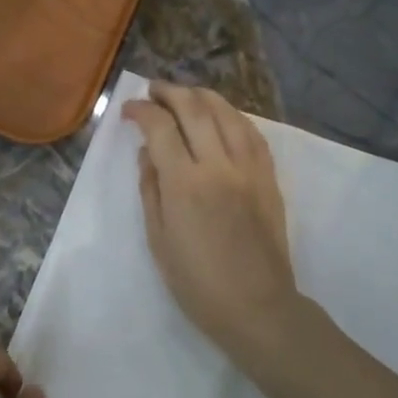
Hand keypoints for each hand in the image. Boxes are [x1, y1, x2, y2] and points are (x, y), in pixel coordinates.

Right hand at [123, 81, 300, 362]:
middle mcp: (218, 165)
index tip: (129, 110)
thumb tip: (147, 153)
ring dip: (203, 96)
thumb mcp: (158, 238)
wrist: (256, 306)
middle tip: (153, 91)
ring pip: (227, 113)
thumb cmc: (196, 282)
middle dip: (170, 93)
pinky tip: (222, 115)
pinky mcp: (269, 177)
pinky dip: (233, 116)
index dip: (141, 111)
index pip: (160, 128)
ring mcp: (249, 168)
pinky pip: (252, 133)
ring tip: (185, 95)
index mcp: (185, 184)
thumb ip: (150, 189)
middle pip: (195, 109)